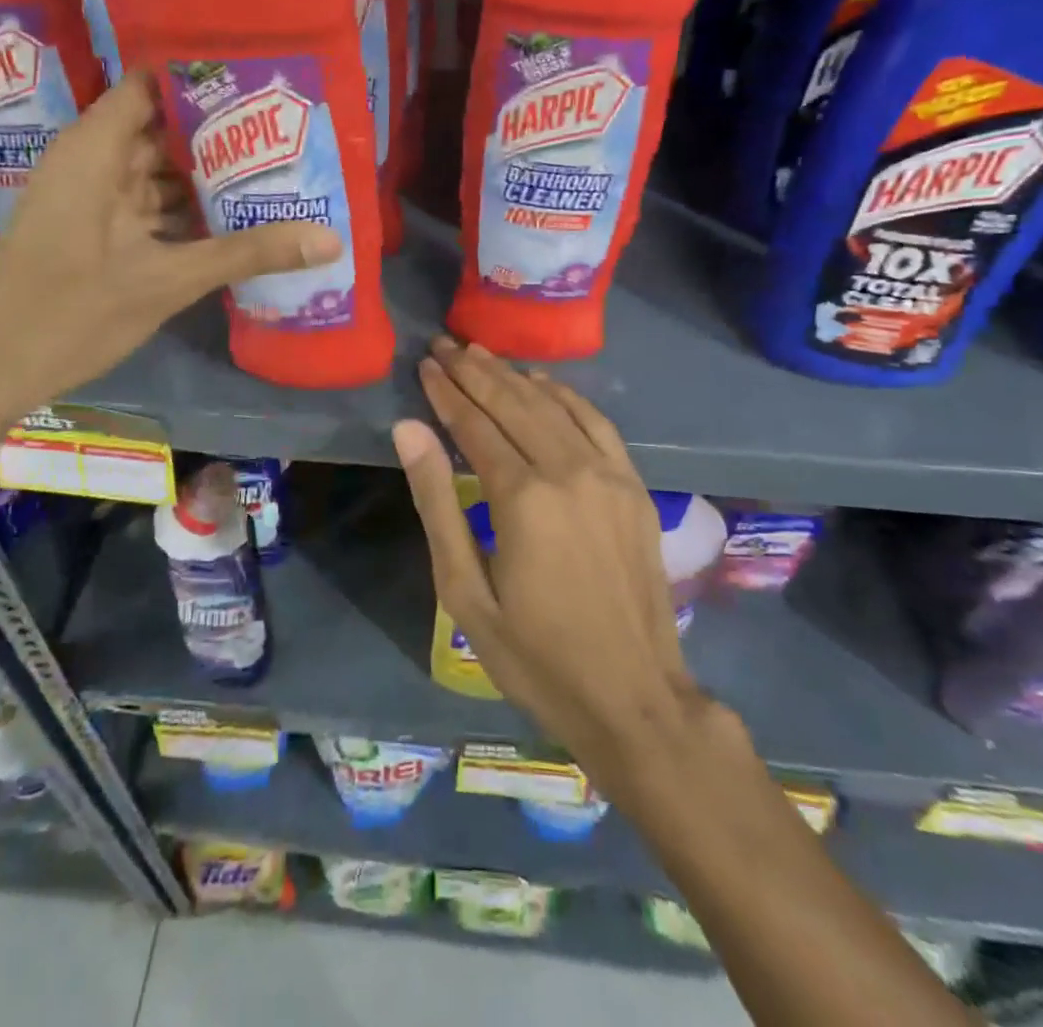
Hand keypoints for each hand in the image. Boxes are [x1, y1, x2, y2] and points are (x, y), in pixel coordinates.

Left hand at [0, 71, 340, 423]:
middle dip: (221, 131)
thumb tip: (330, 239)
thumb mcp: (168, 280)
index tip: (263, 79)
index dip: (204, 76)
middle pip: (162, 127)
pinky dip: (186, 209)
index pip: (153, 84)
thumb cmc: (71, 313)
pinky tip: (234, 218)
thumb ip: (248, 253)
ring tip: (275, 169)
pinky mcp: (95, 232)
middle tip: (288, 129)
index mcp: (95, 149)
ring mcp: (92, 199)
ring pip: (158, 171)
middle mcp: (92, 162)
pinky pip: (148, 205)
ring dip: (207, 174)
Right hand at [392, 337, 704, 775]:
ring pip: (553, 405)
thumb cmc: (535, 655)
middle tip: (444, 344)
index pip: (474, 424)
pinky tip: (543, 382)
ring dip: (514, 375)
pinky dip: (566, 395)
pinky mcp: (633, 487)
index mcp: (522, 498)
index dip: (446, 392)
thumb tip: (408, 430)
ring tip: (481, 354)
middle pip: (513, 403)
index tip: (425, 364)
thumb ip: (436, 503)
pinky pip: (597, 423)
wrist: (634, 698)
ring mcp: (608, 475)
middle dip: (475, 371)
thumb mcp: (465, 592)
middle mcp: (568, 471)